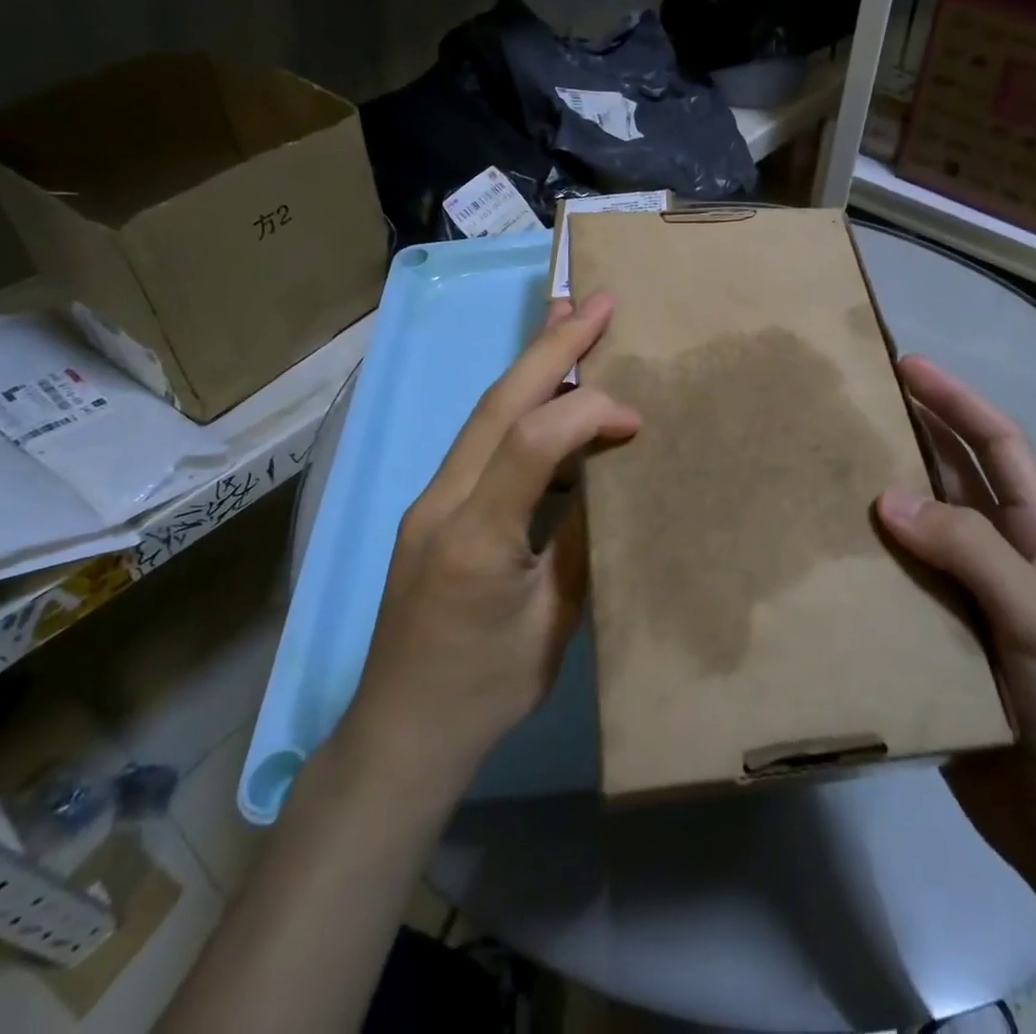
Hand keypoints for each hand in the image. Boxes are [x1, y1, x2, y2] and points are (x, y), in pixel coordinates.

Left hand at [340, 293, 640, 787]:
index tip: (636, 418)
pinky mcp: (430, 510)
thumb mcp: (553, 625)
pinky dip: (518, 408)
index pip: (532, 443)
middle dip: (551, 345)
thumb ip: (580, 541)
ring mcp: (428, 501)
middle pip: (498, 404)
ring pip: (484, 415)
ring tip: (570, 322)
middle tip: (596, 301)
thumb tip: (608, 476)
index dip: (588, 413)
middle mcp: (440, 501)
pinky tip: (545, 396)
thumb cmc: (485, 692)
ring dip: (530, 367)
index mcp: (474, 536)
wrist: (399, 734)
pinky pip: (480, 443)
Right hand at [876, 356, 1035, 869]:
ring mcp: (964, 592)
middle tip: (854, 401)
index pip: (998, 445)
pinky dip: (865, 551)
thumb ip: (969, 550)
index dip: (957, 400)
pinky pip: (894, 572)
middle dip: (912, 429)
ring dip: (881, 489)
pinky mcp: (932, 629)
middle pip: (952, 473)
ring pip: (917, 521)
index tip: (908, 365)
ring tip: (827, 460)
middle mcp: (999, 553)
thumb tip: (886, 499)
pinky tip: (826, 544)